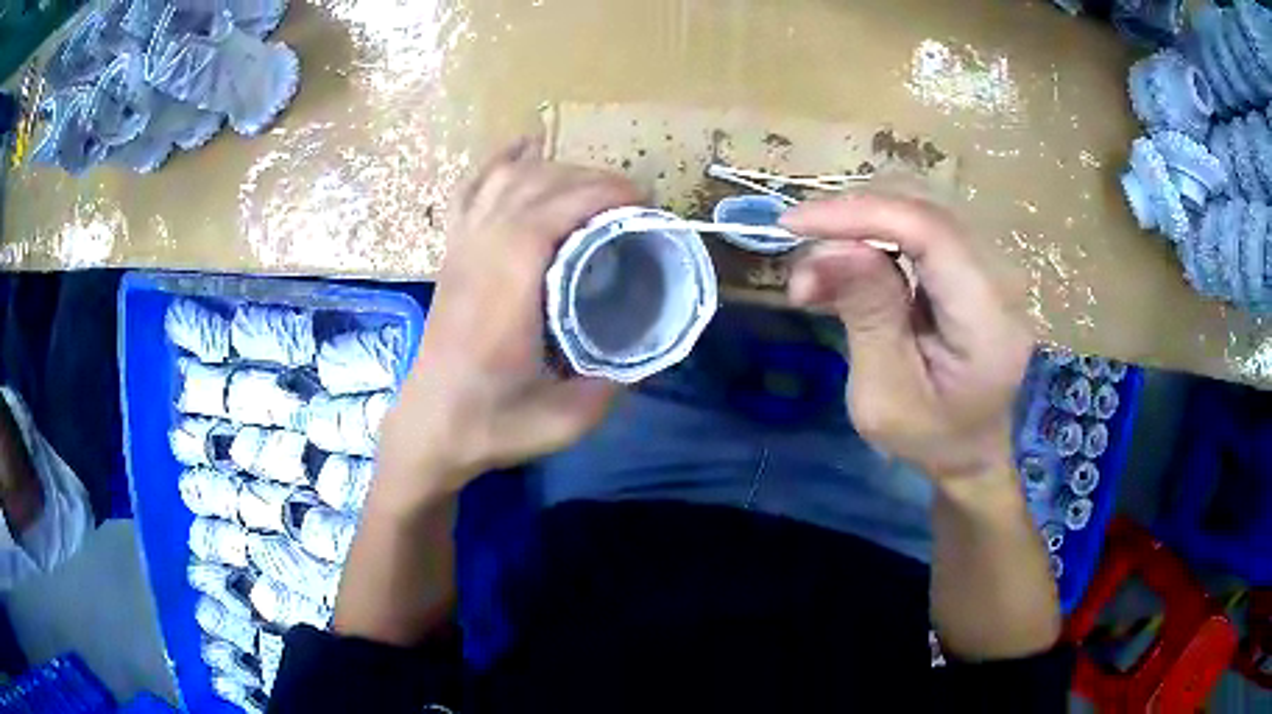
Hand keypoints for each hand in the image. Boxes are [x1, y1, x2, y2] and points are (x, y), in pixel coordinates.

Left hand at [375, 138, 642, 507]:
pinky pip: (472, 190)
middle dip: (592, 179)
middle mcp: (480, 251)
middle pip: (537, 184)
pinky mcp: (451, 252)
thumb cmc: (490, 423)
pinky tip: (523, 148)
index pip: (554, 208)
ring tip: (593, 184)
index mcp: (507, 284)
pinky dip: (500, 162)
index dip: (603, 193)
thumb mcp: (564, 419)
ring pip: (507, 179)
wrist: (428, 427)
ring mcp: (461, 247)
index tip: (643, 201)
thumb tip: (644, 353)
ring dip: (556, 169)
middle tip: (632, 200)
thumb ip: (611, 384)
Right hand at [783, 191, 1031, 485]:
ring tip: (823, 272)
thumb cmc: (930, 436)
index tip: (793, 225)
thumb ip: (866, 316)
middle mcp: (1001, 276)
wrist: (976, 447)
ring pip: (919, 203)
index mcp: (989, 320)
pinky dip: (876, 231)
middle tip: (806, 267)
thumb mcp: (885, 397)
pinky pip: (921, 221)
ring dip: (861, 223)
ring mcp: (992, 262)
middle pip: (923, 205)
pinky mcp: (976, 259)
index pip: (929, 231)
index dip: (860, 215)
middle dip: (853, 218)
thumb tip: (828, 247)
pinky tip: (850, 265)